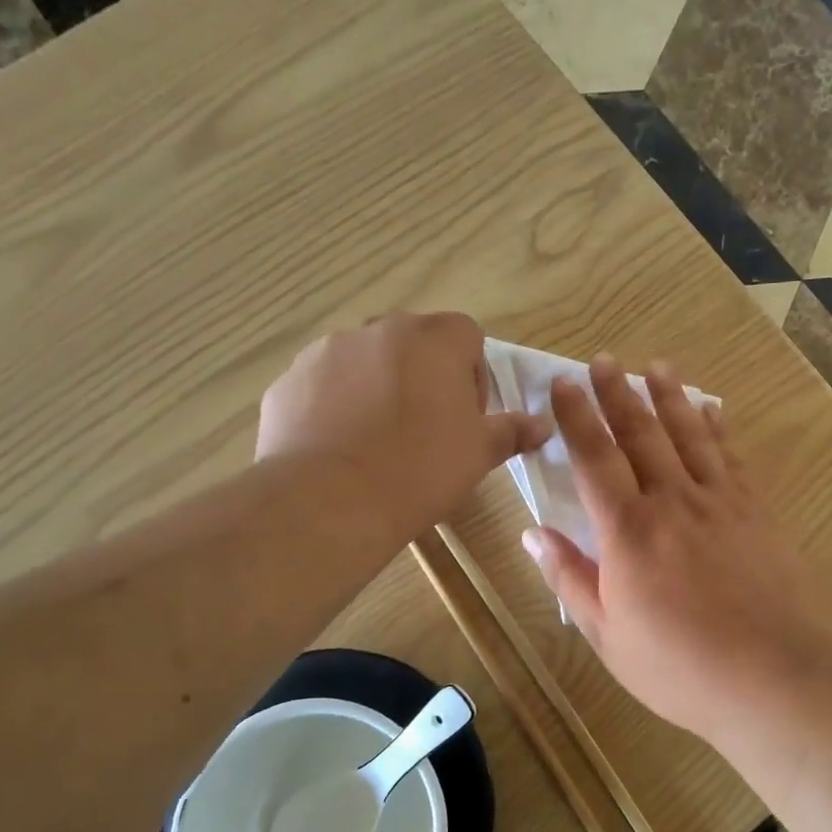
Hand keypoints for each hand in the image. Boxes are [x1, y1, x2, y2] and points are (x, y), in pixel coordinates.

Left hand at [257, 313, 547, 544]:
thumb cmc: (420, 470)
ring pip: (365, 361)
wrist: (329, 501)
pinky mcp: (289, 381)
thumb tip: (543, 426)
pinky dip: (336, 406)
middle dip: (425, 377)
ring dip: (379, 388)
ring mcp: (325, 352)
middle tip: (426, 430)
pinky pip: (324, 385)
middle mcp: (377, 330)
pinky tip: (341, 449)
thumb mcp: (478, 454)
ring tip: (378, 442)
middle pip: (413, 344)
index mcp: (432, 340)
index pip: (466, 334)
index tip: (466, 416)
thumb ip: (511, 431)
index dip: (473, 373)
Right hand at [521, 356, 831, 744]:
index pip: (595, 458)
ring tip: (655, 366)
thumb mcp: (607, 635)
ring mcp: (719, 502)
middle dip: (618, 393)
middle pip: (641, 433)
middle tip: (603, 360)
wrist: (769, 675)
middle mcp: (672, 501)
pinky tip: (710, 409)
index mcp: (627, 530)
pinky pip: (730, 456)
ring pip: (688, 434)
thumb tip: (533, 534)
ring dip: (669, 396)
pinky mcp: (754, 511)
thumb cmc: (678, 665)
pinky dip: (716, 428)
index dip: (577, 417)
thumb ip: (570, 578)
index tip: (562, 384)